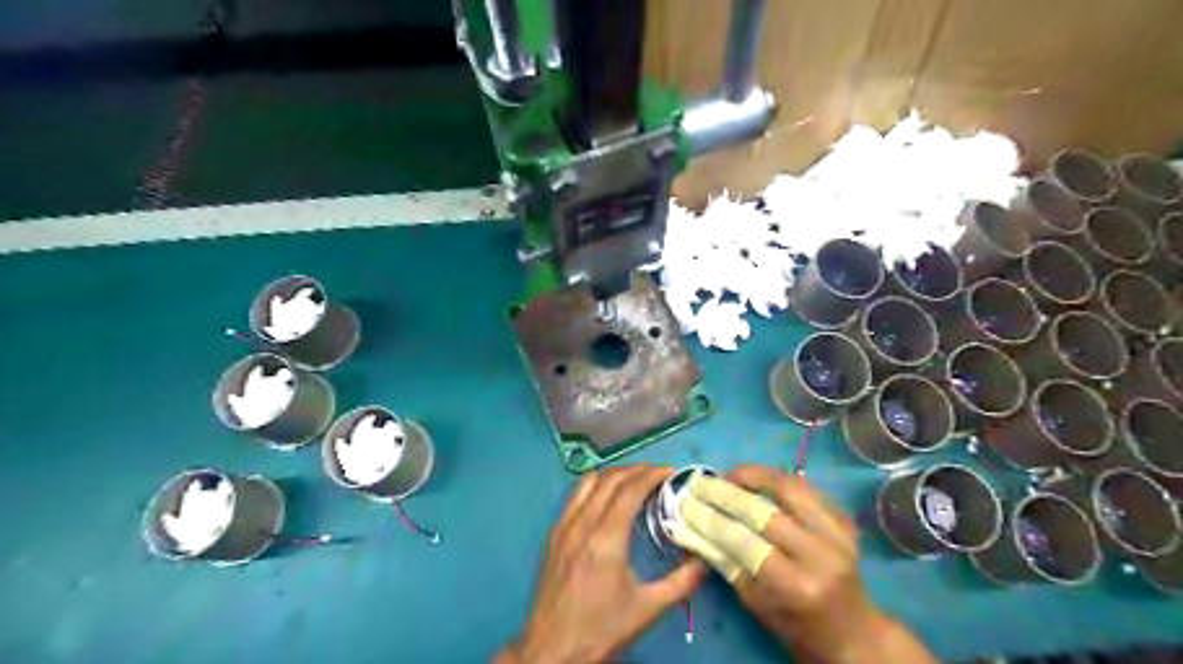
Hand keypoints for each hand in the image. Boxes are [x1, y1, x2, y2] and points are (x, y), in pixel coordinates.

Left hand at [497, 466, 704, 662]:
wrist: (552, 649)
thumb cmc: (601, 629)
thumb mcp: (648, 609)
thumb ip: (682, 582)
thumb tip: (705, 559)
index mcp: (606, 537)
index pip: (631, 489)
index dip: (652, 474)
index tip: (671, 473)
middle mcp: (583, 523)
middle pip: (611, 478)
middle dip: (637, 470)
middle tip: (658, 475)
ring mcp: (564, 525)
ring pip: (589, 481)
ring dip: (614, 474)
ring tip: (634, 480)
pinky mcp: (553, 533)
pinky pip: (575, 495)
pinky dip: (595, 485)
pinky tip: (606, 497)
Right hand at [680, 466, 938, 663]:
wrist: (853, 631)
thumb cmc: (797, 626)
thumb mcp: (755, 603)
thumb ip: (724, 562)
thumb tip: (691, 527)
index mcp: (797, 586)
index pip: (744, 542)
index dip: (711, 518)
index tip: (687, 503)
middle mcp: (821, 555)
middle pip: (766, 510)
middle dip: (727, 492)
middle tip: (703, 482)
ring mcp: (839, 533)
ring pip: (791, 487)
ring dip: (755, 475)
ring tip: (730, 475)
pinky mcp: (845, 520)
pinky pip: (807, 487)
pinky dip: (778, 479)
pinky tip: (759, 480)